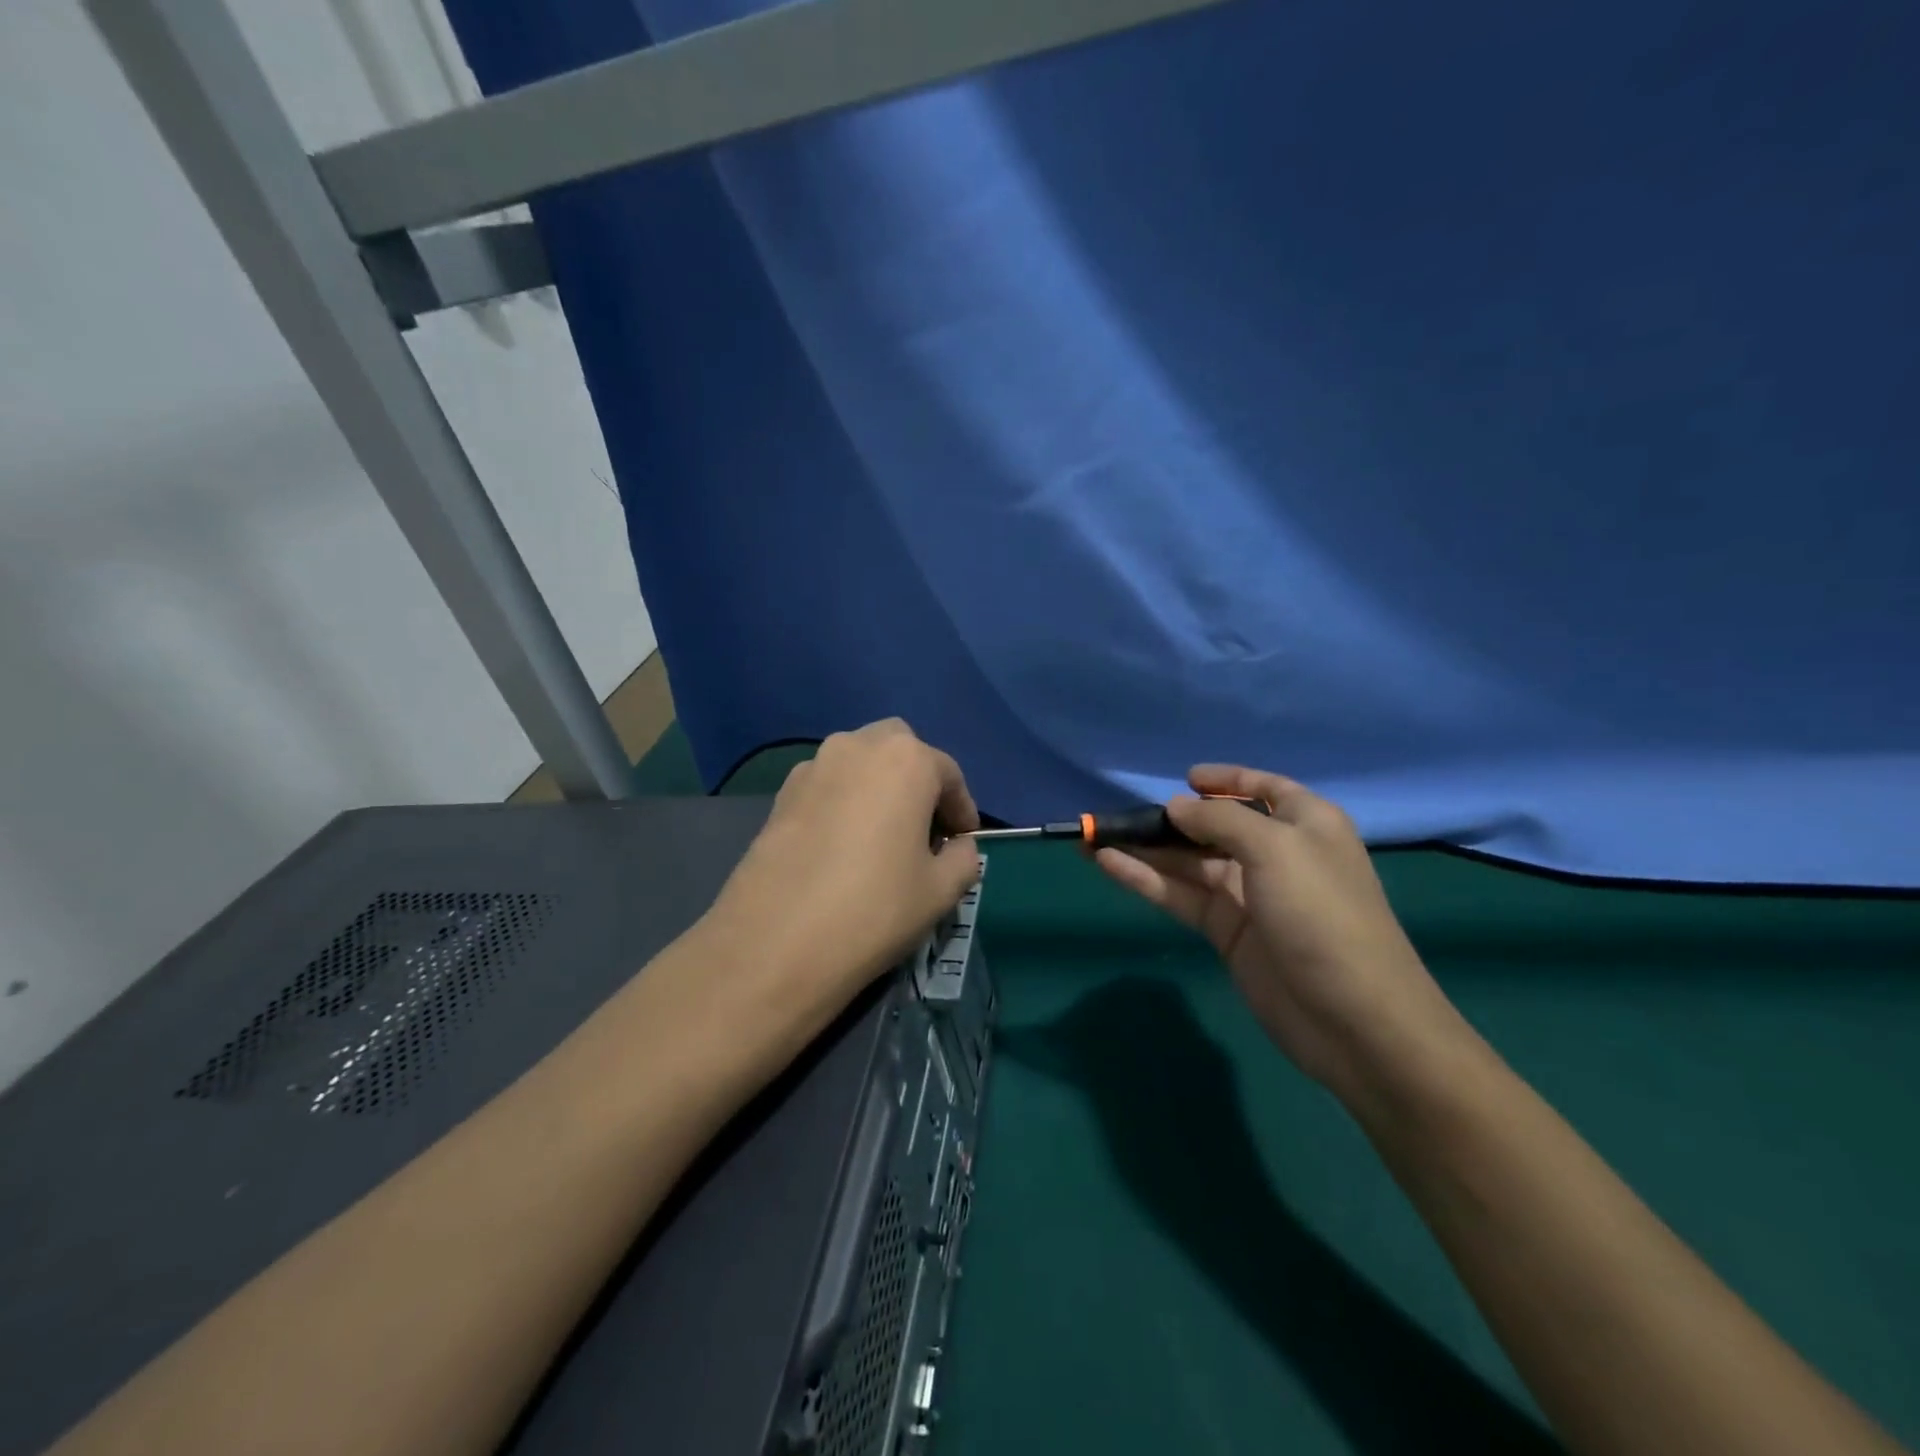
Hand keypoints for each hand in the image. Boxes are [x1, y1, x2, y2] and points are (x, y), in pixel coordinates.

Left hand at [706, 720, 982, 1012]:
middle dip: (917, 780)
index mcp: (906, 759)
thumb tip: (957, 847)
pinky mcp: (780, 795)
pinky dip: (844, 802)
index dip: (962, 808)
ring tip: (882, 837)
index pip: (948, 773)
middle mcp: (857, 746)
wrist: (776, 943)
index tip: (964, 840)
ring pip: (858, 763)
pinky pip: (827, 786)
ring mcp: (812, 767)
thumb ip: (963, 858)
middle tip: (924, 828)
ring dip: (878, 788)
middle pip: (899, 750)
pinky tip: (843, 847)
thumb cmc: (875, 909)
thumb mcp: (942, 891)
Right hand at [1094, 765, 1464, 1095]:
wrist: (1354, 1020)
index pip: (1263, 788)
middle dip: (1168, 818)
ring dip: (1145, 848)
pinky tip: (1107, 863)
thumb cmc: (1321, 915)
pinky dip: (1145, 879)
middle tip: (1116, 814)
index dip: (1227, 779)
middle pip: (1214, 826)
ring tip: (1092, 836)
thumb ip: (1220, 819)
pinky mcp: (1226, 931)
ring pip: (1188, 862)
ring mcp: (1249, 895)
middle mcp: (1276, 854)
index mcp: (1305, 824)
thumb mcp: (1275, 848)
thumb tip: (1175, 806)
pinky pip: (1180, 895)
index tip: (1184, 777)